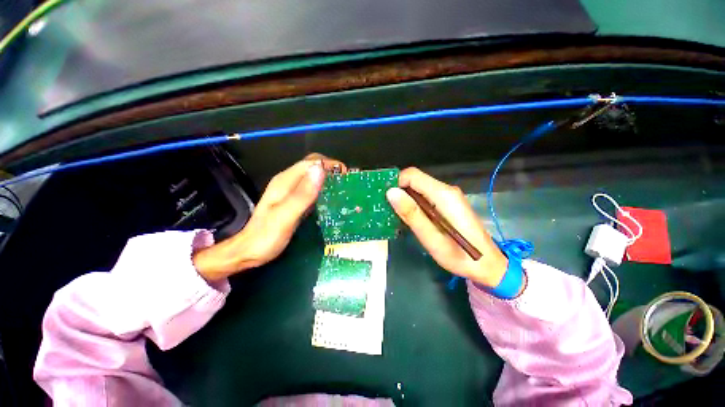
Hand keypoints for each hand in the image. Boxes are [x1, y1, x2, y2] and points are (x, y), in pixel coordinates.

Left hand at [193, 153, 346, 280]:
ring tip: (343, 190)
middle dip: (331, 170)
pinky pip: (312, 189)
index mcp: (286, 181)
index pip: (311, 162)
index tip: (346, 177)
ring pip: (313, 177)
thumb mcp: (286, 216)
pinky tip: (331, 200)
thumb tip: (321, 170)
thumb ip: (303, 194)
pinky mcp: (294, 201)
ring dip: (328, 180)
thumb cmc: (266, 236)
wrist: (248, 252)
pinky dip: (323, 190)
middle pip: (313, 167)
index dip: (330, 165)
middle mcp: (288, 181)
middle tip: (347, 184)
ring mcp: (291, 191)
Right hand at [386, 168, 508, 287]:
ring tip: (397, 216)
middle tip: (388, 210)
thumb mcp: (431, 238)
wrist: (487, 265)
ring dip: (405, 199)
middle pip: (415, 180)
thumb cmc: (459, 256)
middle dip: (399, 192)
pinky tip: (411, 218)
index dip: (396, 183)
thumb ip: (412, 214)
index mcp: (443, 195)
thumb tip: (391, 192)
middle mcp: (446, 190)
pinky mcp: (448, 203)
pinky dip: (414, 204)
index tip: (385, 199)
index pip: (412, 175)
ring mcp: (448, 196)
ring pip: (419, 188)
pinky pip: (425, 196)